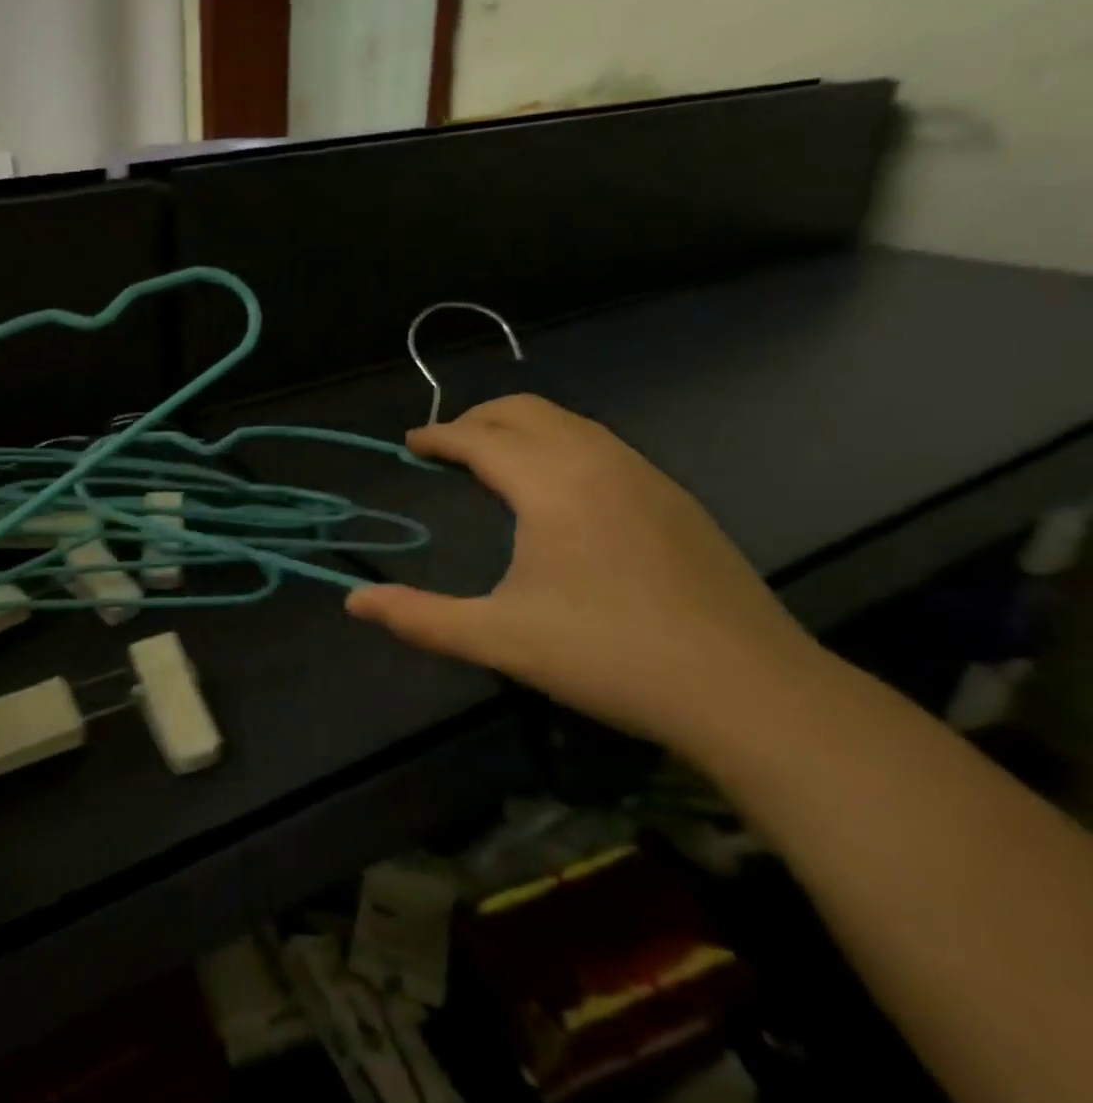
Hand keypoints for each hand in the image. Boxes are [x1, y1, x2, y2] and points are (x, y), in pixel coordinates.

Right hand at [347, 395, 824, 752]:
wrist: (749, 691)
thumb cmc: (608, 655)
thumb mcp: (498, 639)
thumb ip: (419, 617)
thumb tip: (353, 603)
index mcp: (551, 484)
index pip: (479, 437)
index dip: (438, 436)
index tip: (410, 445)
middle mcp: (598, 462)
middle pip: (526, 410)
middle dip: (477, 419)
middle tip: (445, 448)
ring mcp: (646, 476)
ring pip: (570, 423)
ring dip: (522, 428)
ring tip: (494, 461)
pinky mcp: (676, 499)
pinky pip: (602, 445)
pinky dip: (561, 445)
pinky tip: (559, 490)